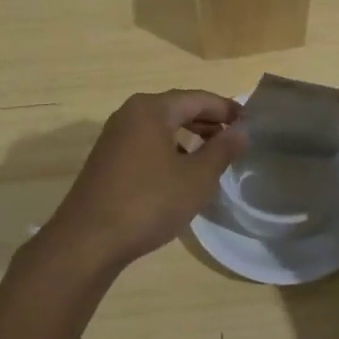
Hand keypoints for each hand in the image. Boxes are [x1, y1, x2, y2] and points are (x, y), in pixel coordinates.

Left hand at [33, 90, 245, 273]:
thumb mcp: (196, 178)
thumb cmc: (149, 202)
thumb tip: (242, 130)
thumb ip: (222, 150)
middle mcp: (130, 113)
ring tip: (213, 156)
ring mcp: (114, 136)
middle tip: (236, 138)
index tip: (250, 122)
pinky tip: (181, 173)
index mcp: (152, 109)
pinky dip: (169, 149)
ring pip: (161, 127)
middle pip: (178, 108)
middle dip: (208, 121)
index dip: (227, 109)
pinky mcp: (107, 159)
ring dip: (189, 136)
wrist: (88, 240)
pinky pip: (146, 143)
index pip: (198, 98)